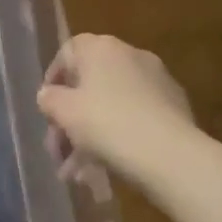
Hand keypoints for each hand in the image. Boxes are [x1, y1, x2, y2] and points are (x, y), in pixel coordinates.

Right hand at [38, 34, 201, 184]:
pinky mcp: (174, 107)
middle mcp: (129, 55)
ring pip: (112, 105)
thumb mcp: (64, 112)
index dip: (53, 80)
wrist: (171, 155)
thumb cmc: (107, 124)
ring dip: (91, 136)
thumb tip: (48, 95)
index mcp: (101, 48)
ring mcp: (156, 80)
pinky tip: (109, 168)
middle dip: (70, 120)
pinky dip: (119, 137)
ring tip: (80, 173)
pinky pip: (135, 117)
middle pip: (90, 84)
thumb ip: (49, 99)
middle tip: (59, 153)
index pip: (68, 53)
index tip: (47, 110)